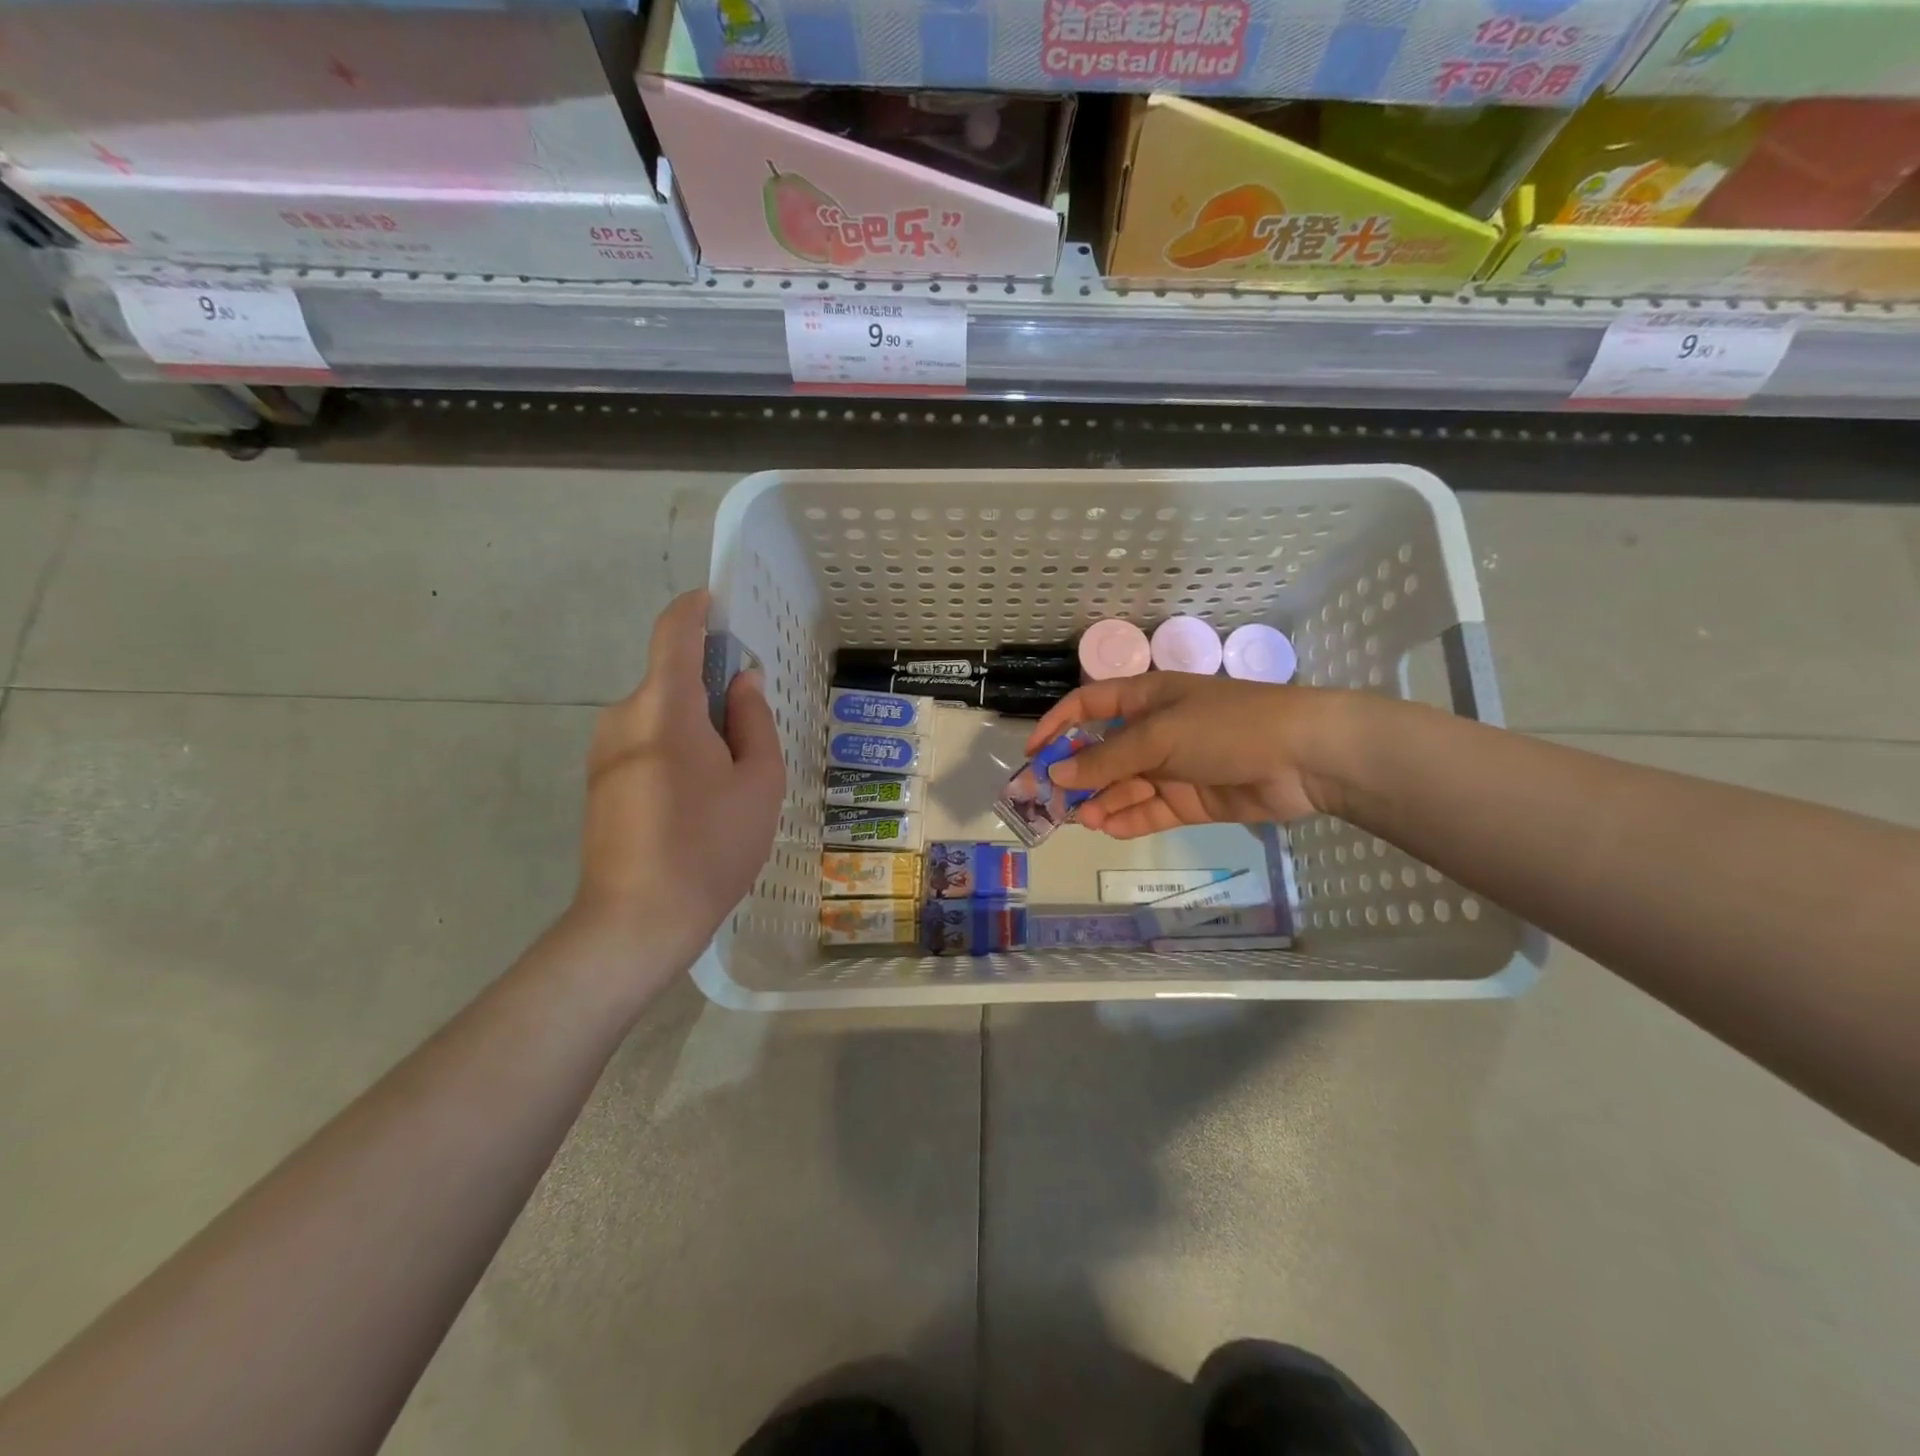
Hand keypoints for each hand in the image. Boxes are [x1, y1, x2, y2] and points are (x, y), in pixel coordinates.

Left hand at [575, 590, 784, 965]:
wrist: (636, 922)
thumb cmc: (710, 846)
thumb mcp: (758, 782)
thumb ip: (753, 721)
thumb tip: (741, 682)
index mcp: (664, 707)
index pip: (674, 631)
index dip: (697, 609)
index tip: (722, 606)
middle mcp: (623, 716)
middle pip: (672, 679)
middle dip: (713, 690)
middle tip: (753, 734)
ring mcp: (604, 751)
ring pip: (661, 715)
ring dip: (697, 726)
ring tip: (730, 781)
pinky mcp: (599, 781)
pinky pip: (645, 743)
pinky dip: (676, 750)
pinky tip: (698, 801)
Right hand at [1023, 673, 1342, 838]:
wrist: (1305, 757)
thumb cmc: (1226, 726)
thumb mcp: (1159, 735)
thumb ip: (1106, 758)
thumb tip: (1056, 772)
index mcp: (1146, 699)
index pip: (1089, 706)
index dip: (1058, 725)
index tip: (1032, 753)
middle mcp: (1155, 731)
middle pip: (1102, 753)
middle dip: (1076, 775)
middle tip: (1048, 802)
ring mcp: (1173, 768)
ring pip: (1123, 786)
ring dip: (1100, 801)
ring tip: (1080, 820)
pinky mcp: (1191, 800)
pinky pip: (1149, 811)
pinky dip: (1127, 819)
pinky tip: (1107, 828)